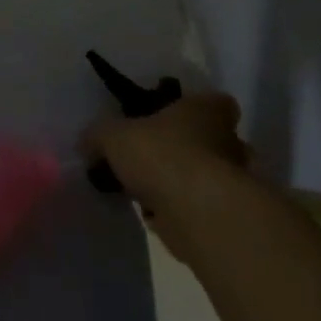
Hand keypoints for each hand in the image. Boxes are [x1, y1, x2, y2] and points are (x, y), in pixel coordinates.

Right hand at [83, 92, 248, 253]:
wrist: (196, 214)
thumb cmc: (161, 154)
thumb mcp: (113, 135)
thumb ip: (98, 135)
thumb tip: (86, 143)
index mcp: (207, 109)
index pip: (214, 102)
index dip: (194, 109)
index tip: (171, 118)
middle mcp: (229, 141)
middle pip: (212, 140)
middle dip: (188, 149)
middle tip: (154, 157)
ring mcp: (233, 183)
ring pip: (207, 176)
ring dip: (184, 183)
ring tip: (149, 190)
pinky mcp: (227, 218)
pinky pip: (200, 208)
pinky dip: (182, 212)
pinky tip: (155, 215)